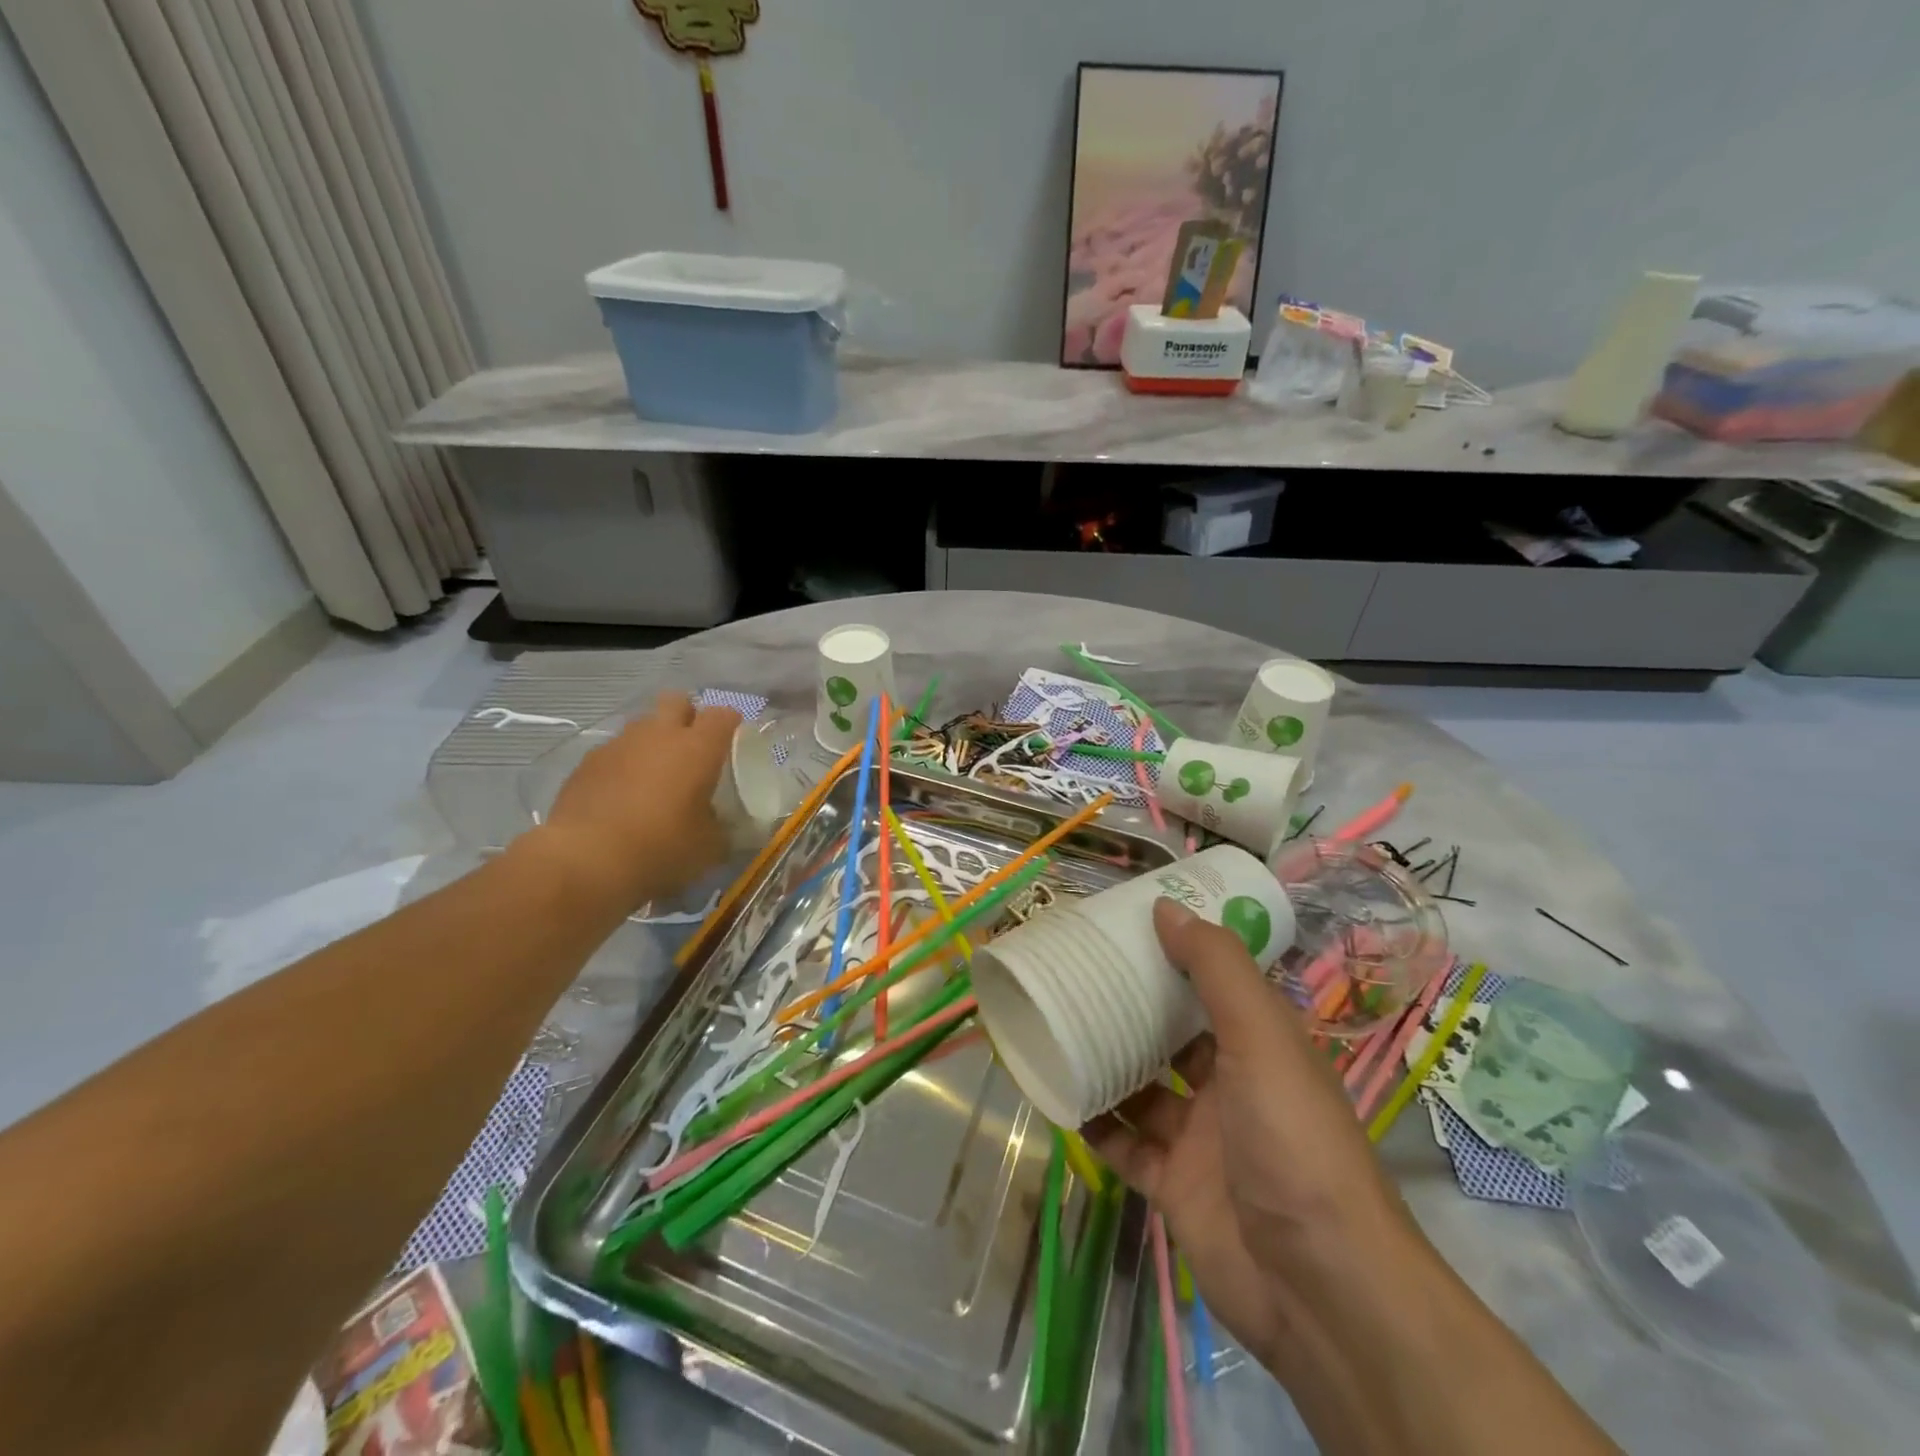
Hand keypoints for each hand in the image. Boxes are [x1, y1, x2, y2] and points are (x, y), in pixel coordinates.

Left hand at [536, 692, 741, 908]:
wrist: (584, 860)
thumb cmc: (660, 848)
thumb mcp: (709, 847)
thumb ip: (721, 827)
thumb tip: (721, 824)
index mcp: (697, 748)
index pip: (722, 715)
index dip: (730, 724)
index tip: (733, 743)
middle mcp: (659, 734)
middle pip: (677, 701)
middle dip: (687, 716)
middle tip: (692, 748)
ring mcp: (619, 744)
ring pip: (643, 724)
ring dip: (654, 740)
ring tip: (656, 774)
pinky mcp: (587, 762)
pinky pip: (615, 750)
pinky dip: (625, 763)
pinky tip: (623, 794)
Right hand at [1082, 899, 1420, 1369]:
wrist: (1317, 1286)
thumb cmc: (1293, 1139)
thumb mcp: (1262, 1037)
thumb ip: (1216, 968)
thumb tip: (1166, 907)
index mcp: (1260, 1045)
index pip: (1213, 985)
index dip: (1175, 954)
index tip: (1125, 926)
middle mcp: (1230, 1085)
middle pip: (1171, 1034)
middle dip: (1130, 1006)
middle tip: (1075, 971)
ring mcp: (1200, 1138)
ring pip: (1142, 1087)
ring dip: (1105, 1061)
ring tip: (1054, 1023)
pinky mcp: (1173, 1185)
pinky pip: (1124, 1144)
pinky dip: (1095, 1122)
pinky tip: (1056, 1093)